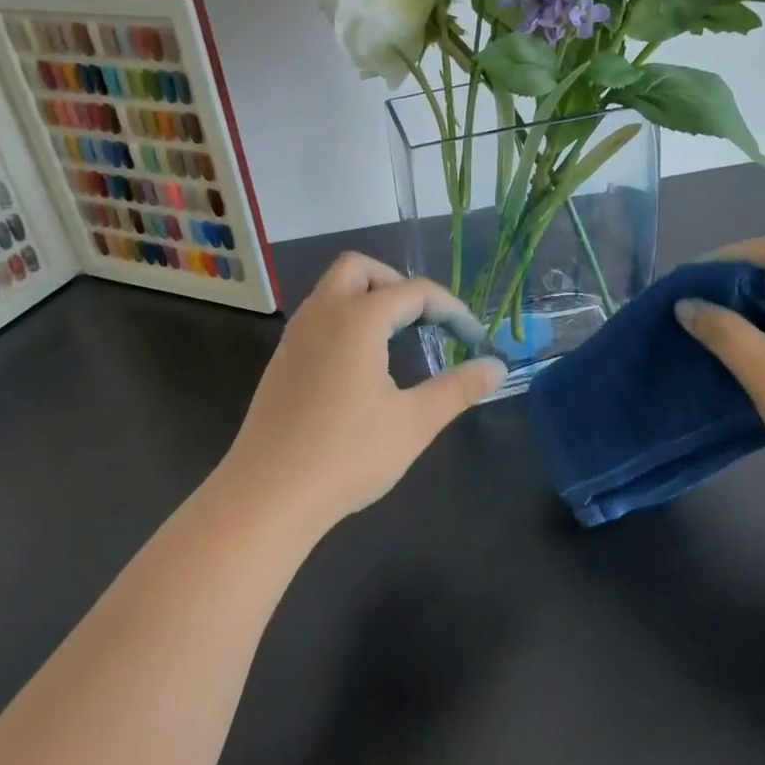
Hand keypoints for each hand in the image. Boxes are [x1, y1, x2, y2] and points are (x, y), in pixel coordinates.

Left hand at [215, 252, 505, 538]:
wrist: (266, 496)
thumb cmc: (346, 456)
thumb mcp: (414, 423)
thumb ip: (458, 388)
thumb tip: (497, 366)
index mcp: (357, 320)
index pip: (414, 291)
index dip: (451, 309)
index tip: (474, 338)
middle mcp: (322, 315)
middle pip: (360, 268)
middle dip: (398, 283)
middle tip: (425, 320)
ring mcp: (295, 337)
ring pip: (332, 290)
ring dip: (369, 299)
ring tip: (399, 338)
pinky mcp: (282, 361)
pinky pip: (318, 317)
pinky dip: (346, 319)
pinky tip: (362, 364)